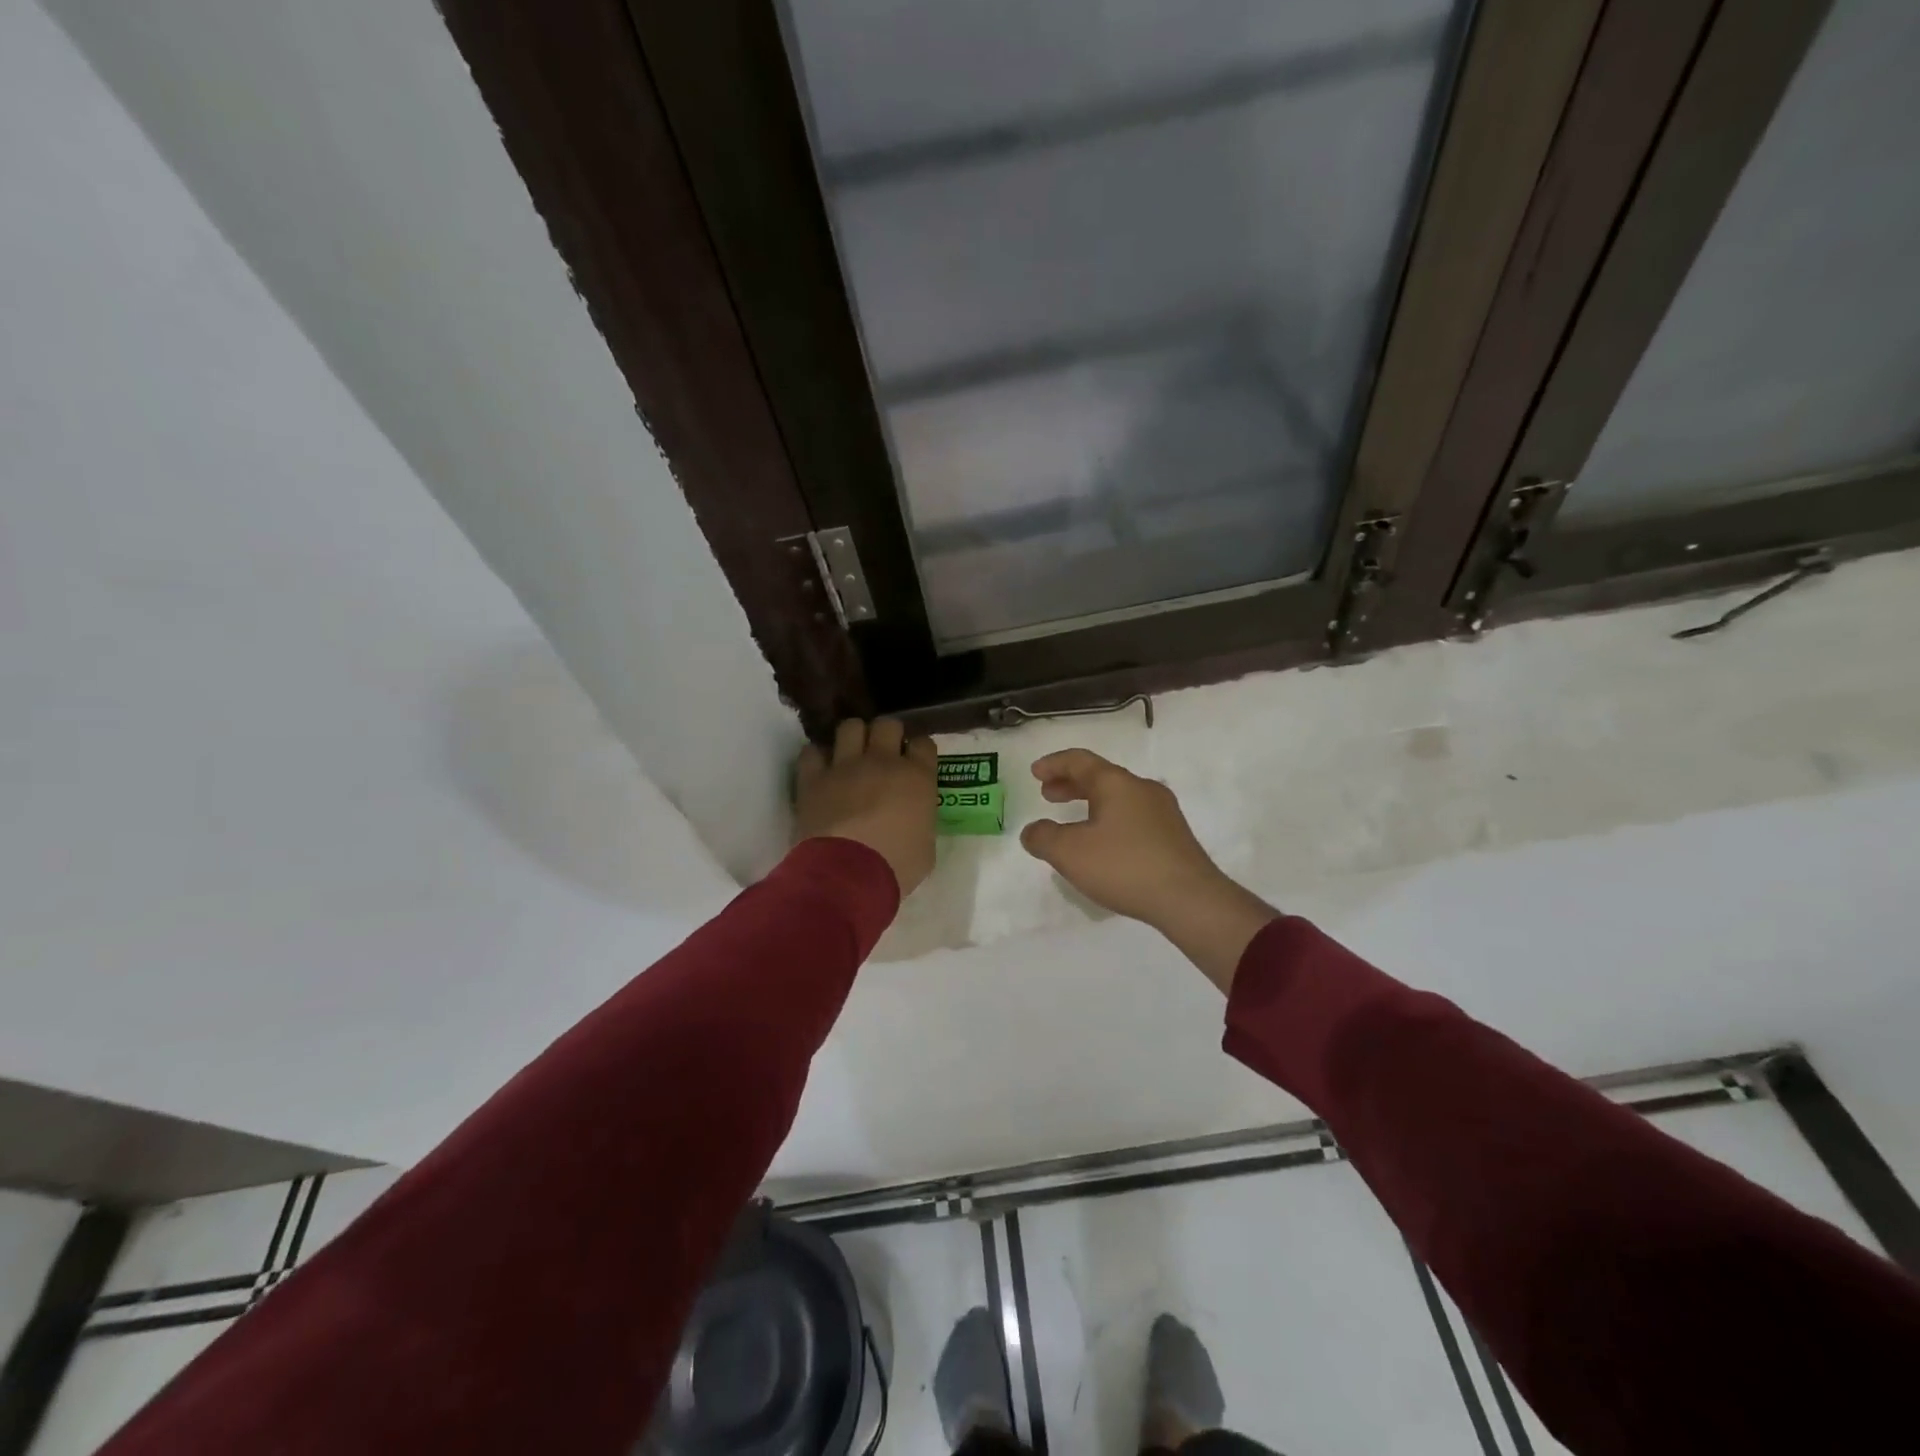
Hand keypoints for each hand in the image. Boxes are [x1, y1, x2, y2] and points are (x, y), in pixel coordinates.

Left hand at [795, 719, 937, 895]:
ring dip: (853, 737)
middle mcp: (883, 761)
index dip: (918, 750)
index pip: (923, 744)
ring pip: (850, 727)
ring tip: (851, 754)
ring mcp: (846, 766)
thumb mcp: (926, 846)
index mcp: (917, 777)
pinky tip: (820, 769)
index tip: (914, 761)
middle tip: (883, 753)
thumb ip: (921, 821)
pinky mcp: (814, 778)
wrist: (849, 874)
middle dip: (886, 735)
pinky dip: (817, 757)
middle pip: (887, 725)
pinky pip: (812, 752)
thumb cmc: (896, 866)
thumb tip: (914, 820)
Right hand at [1021, 749, 1276, 991]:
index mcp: (1116, 783)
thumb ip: (1043, 838)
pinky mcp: (1174, 836)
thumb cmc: (1124, 866)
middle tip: (1048, 795)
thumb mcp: (1069, 853)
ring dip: (1091, 803)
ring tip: (1073, 822)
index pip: (1080, 761)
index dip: (1054, 764)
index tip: (1035, 773)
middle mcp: (1142, 789)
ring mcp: (1163, 812)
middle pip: (1101, 777)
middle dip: (1071, 784)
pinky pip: (1132, 816)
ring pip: (1118, 797)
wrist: (1189, 899)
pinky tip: (1104, 844)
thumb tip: (1033, 831)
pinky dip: (1109, 819)